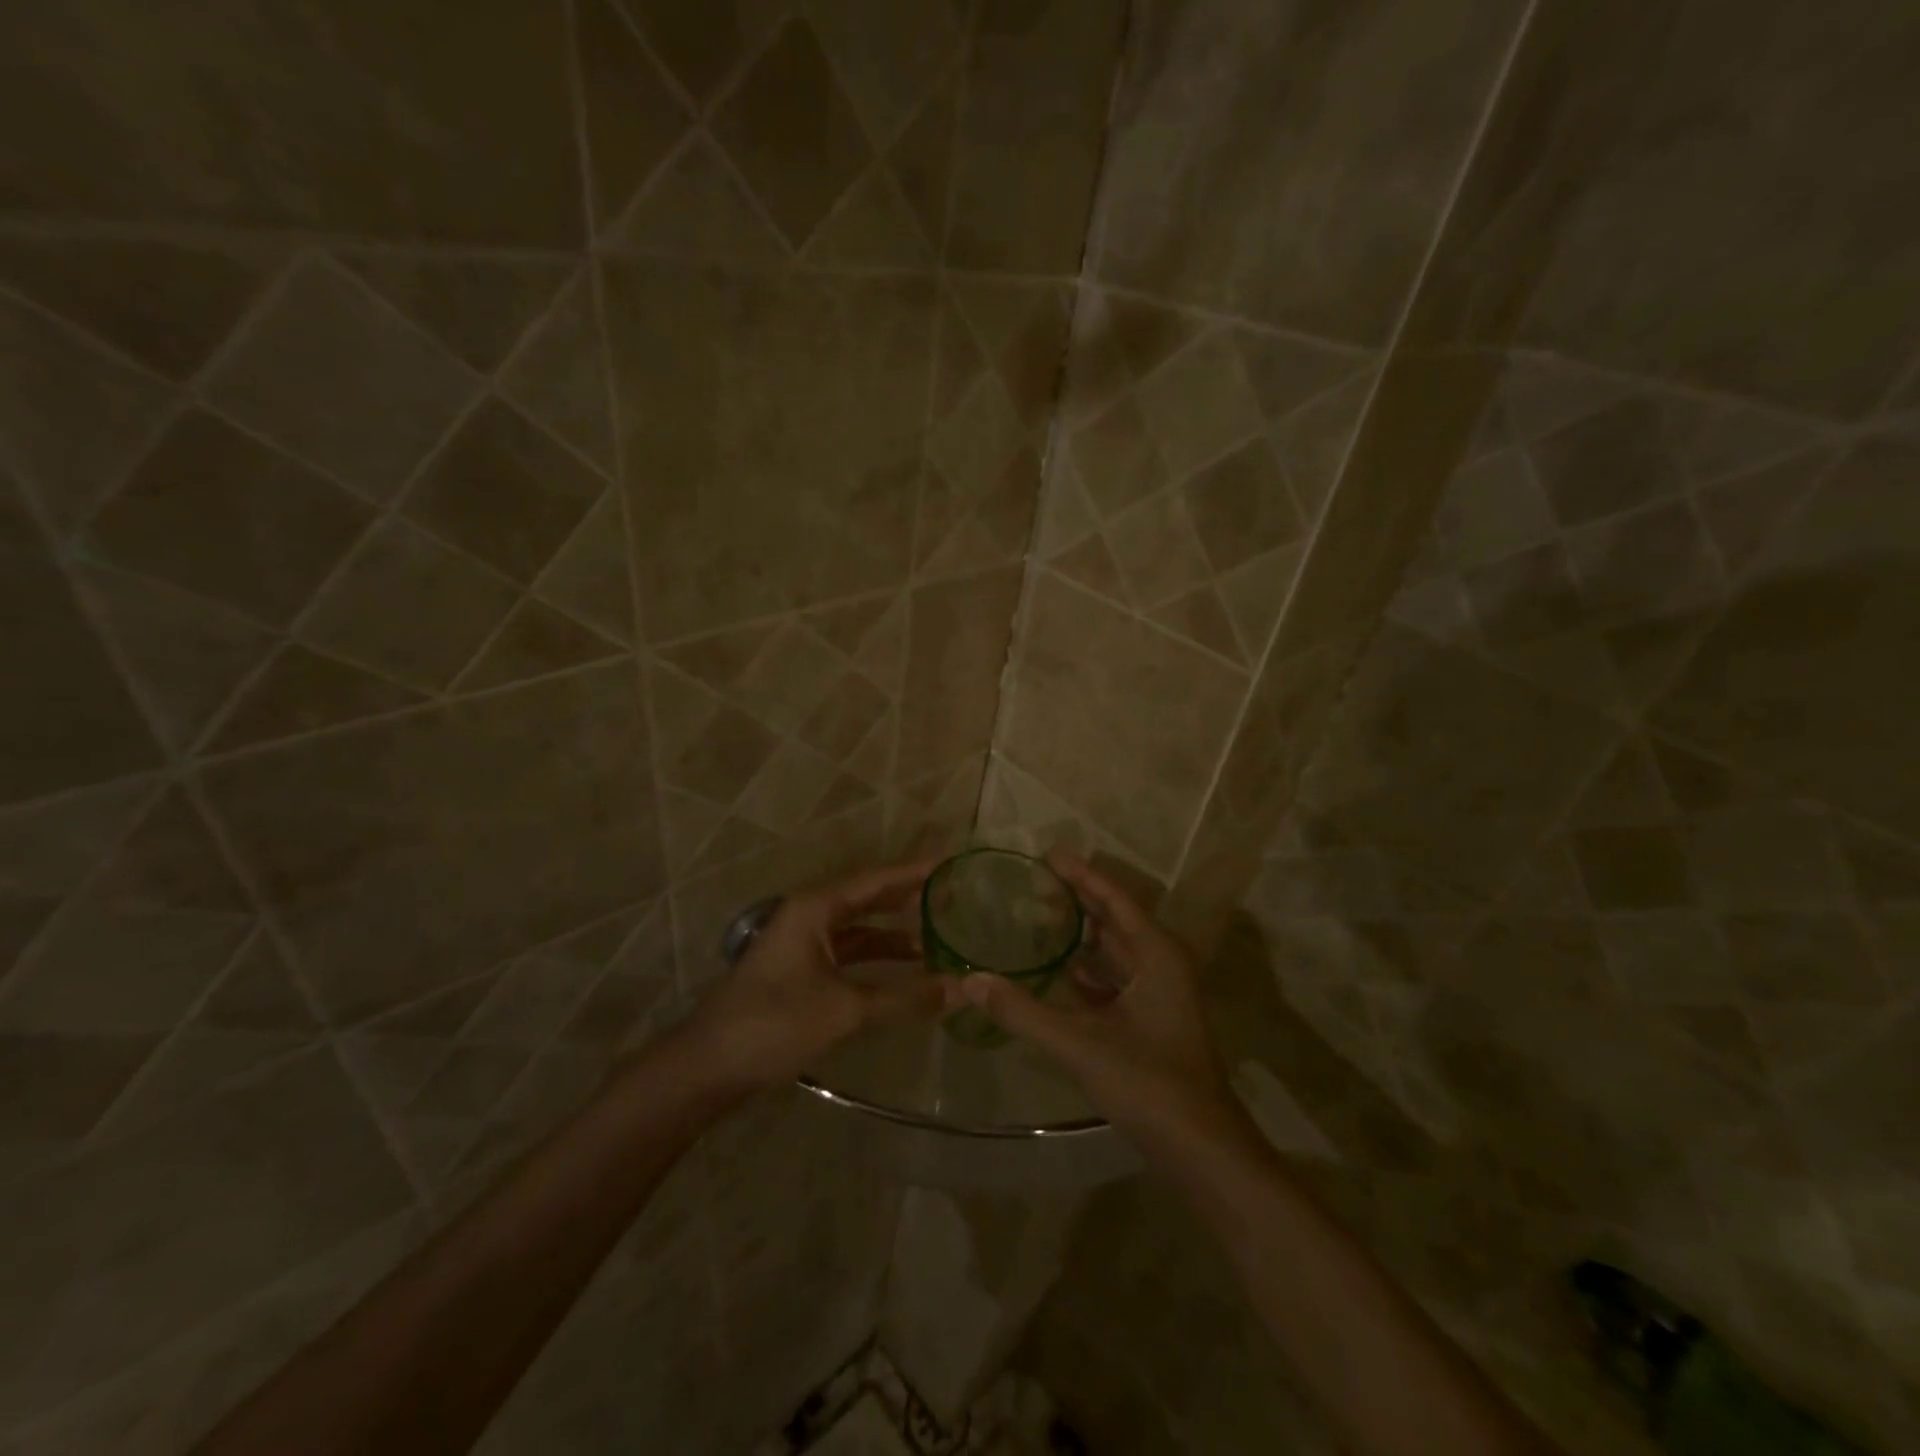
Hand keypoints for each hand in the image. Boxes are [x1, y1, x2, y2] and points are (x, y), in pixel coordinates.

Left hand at [680, 860, 944, 1097]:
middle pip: (867, 899)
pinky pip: (847, 955)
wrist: (707, 1067)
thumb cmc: (774, 1024)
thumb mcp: (845, 1010)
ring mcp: (801, 945)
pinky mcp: (799, 972)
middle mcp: (809, 916)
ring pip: (858, 930)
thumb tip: (962, 989)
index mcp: (815, 908)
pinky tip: (902, 974)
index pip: (876, 880)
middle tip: (952, 897)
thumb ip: (905, 998)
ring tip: (937, 939)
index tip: (952, 863)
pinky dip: (875, 960)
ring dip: (893, 935)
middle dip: (907, 899)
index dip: (915, 872)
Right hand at [955, 855, 1256, 1157]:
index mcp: (1156, 955)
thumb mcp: (1080, 1044)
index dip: (1081, 875)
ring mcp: (1159, 994)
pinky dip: (1087, 971)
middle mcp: (1162, 964)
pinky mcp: (1152, 1020)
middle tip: (1034, 883)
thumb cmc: (1149, 1084)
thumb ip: (1023, 1012)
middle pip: (1115, 920)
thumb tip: (971, 980)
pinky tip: (1057, 971)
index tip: (1047, 856)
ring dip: (1081, 935)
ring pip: (1115, 951)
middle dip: (1078, 900)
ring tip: (1038, 919)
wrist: (1202, 1151)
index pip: (1114, 899)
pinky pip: (1114, 980)